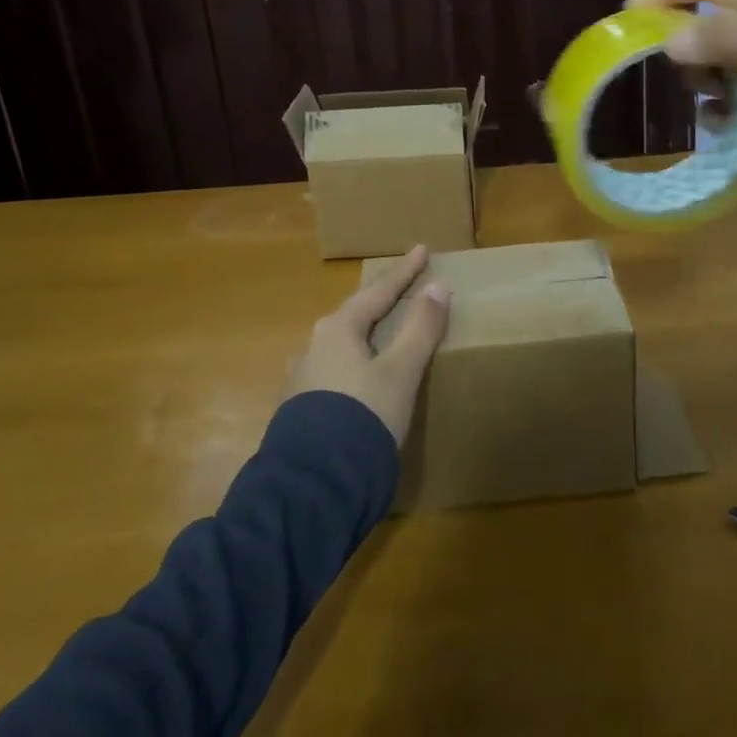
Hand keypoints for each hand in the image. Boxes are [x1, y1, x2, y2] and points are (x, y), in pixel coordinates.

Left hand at [286, 245, 449, 444]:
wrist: (311, 487)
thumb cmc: (362, 418)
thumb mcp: (400, 372)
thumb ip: (420, 329)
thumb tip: (438, 287)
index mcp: (338, 329)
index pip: (379, 291)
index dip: (404, 272)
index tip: (421, 249)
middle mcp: (314, 345)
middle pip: (355, 313)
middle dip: (380, 300)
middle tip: (402, 287)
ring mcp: (301, 377)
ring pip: (341, 342)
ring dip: (365, 332)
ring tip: (382, 331)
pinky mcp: (298, 408)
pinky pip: (334, 369)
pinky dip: (354, 361)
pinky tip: (359, 375)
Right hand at [627, 0, 736, 186]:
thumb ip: (731, 36)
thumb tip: (667, 45)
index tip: (630, 14)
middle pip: (698, 28)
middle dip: (675, 41)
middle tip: (660, 64)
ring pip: (705, 71)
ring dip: (695, 80)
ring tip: (709, 95)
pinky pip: (721, 112)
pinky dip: (713, 116)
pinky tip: (723, 123)